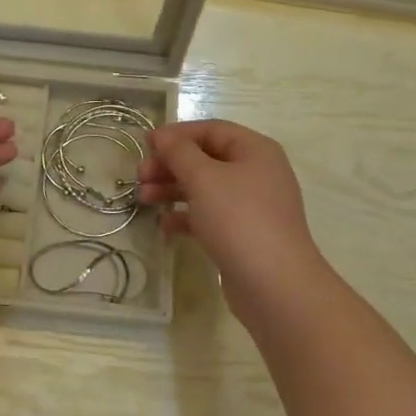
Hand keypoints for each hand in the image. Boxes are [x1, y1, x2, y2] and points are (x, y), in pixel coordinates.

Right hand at [138, 120, 328, 327]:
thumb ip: (179, 152)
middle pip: (206, 159)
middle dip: (170, 165)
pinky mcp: (244, 235)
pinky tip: (164, 226)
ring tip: (143, 199)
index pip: (211, 130)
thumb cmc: (239, 219)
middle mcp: (256, 173)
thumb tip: (161, 136)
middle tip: (140, 176)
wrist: (275, 286)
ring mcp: (252, 206)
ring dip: (172, 190)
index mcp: (255, 150)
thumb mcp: (204, 178)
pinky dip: (186, 216)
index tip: (146, 145)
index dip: (177, 134)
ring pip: (205, 188)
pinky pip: (210, 216)